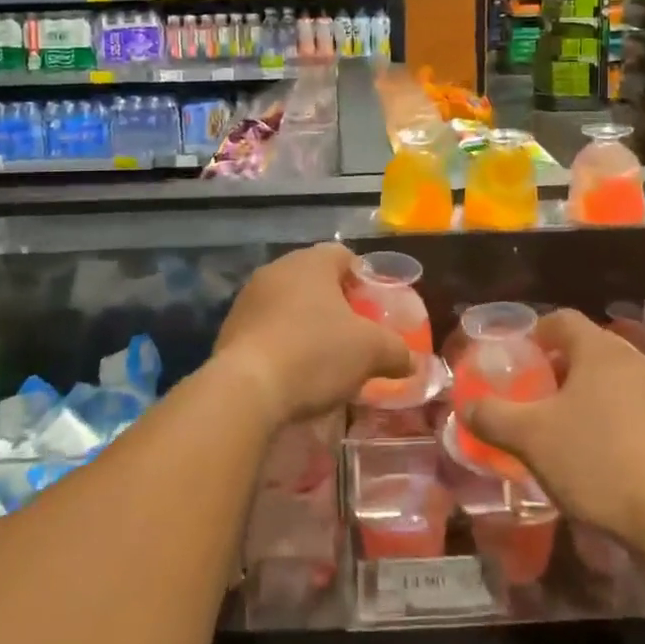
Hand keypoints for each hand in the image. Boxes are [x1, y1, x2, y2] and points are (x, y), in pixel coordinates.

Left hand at [212, 243, 412, 427]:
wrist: (246, 389)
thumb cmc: (315, 353)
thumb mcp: (371, 352)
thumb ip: (398, 352)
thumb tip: (415, 362)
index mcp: (311, 262)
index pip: (343, 255)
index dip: (362, 279)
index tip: (373, 308)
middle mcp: (277, 269)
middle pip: (314, 279)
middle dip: (334, 304)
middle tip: (352, 334)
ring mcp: (248, 298)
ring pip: (287, 303)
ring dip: (305, 323)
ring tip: (322, 357)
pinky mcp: (229, 329)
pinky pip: (265, 328)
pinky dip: (281, 342)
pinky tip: (292, 372)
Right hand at [462, 309, 644, 548]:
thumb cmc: (598, 460)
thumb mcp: (530, 438)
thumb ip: (492, 416)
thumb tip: (465, 405)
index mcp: (600, 350)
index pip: (562, 320)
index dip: (535, 333)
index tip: (517, 358)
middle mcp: (635, 361)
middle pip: (589, 350)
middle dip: (559, 369)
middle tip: (534, 397)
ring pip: (614, 382)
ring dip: (587, 397)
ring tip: (564, 430)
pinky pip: (636, 412)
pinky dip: (613, 423)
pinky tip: (601, 459)